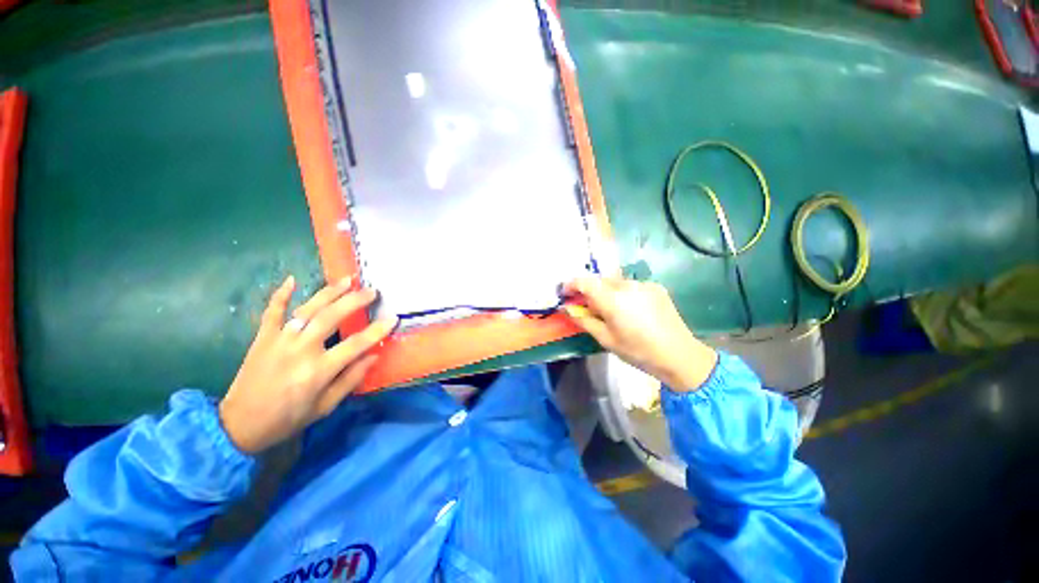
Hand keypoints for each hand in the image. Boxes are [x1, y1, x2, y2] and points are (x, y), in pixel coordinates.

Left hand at [219, 276, 397, 453]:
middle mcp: (300, 350)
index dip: (377, 330)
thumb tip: (374, 356)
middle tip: (372, 291)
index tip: (393, 318)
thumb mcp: (324, 407)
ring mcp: (279, 341)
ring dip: (329, 292)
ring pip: (307, 309)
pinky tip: (291, 279)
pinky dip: (280, 295)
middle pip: (331, 318)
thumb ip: (350, 380)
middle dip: (354, 301)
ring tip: (347, 279)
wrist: (238, 425)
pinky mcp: (262, 338)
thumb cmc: (287, 419)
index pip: (355, 344)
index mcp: (318, 370)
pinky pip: (271, 312)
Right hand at [562, 276, 716, 391]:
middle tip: (587, 306)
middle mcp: (627, 285)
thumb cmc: (637, 351)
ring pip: (615, 282)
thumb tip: (567, 308)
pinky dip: (623, 293)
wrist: (679, 355)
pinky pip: (631, 285)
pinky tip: (630, 310)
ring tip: (610, 310)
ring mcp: (643, 284)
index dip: (571, 284)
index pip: (584, 281)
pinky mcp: (655, 287)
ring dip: (606, 291)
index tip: (565, 293)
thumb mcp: (605, 339)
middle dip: (589, 289)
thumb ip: (583, 320)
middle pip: (599, 280)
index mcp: (613, 299)